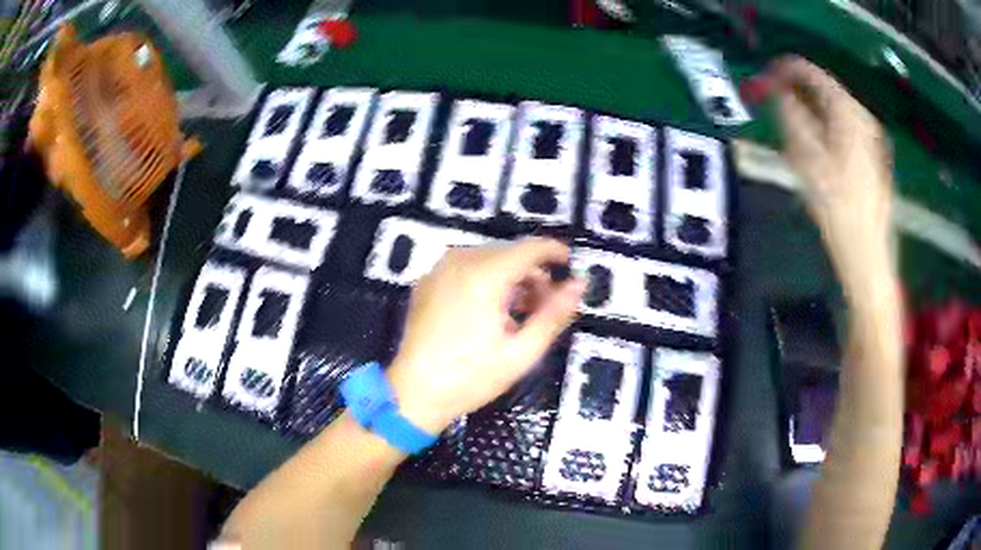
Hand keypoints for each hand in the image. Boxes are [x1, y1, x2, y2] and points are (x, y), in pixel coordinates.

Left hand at [388, 238, 585, 433]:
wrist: (413, 393)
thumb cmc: (470, 377)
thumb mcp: (521, 352)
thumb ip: (553, 314)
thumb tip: (579, 284)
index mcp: (484, 275)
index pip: (530, 248)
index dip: (555, 252)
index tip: (570, 267)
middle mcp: (459, 262)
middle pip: (509, 254)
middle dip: (533, 274)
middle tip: (544, 308)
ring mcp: (438, 270)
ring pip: (488, 260)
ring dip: (510, 279)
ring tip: (518, 315)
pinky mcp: (426, 282)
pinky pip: (465, 269)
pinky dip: (485, 282)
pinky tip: (489, 314)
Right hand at [770, 56, 893, 286]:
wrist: (867, 252)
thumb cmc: (837, 207)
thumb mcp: (807, 158)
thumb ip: (791, 116)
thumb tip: (779, 92)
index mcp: (848, 113)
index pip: (813, 74)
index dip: (786, 70)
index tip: (765, 77)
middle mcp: (863, 118)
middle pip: (825, 90)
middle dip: (799, 91)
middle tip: (776, 104)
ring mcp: (871, 137)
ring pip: (834, 110)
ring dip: (811, 110)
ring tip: (793, 126)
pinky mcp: (872, 156)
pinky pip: (843, 127)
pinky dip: (826, 126)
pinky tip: (817, 146)